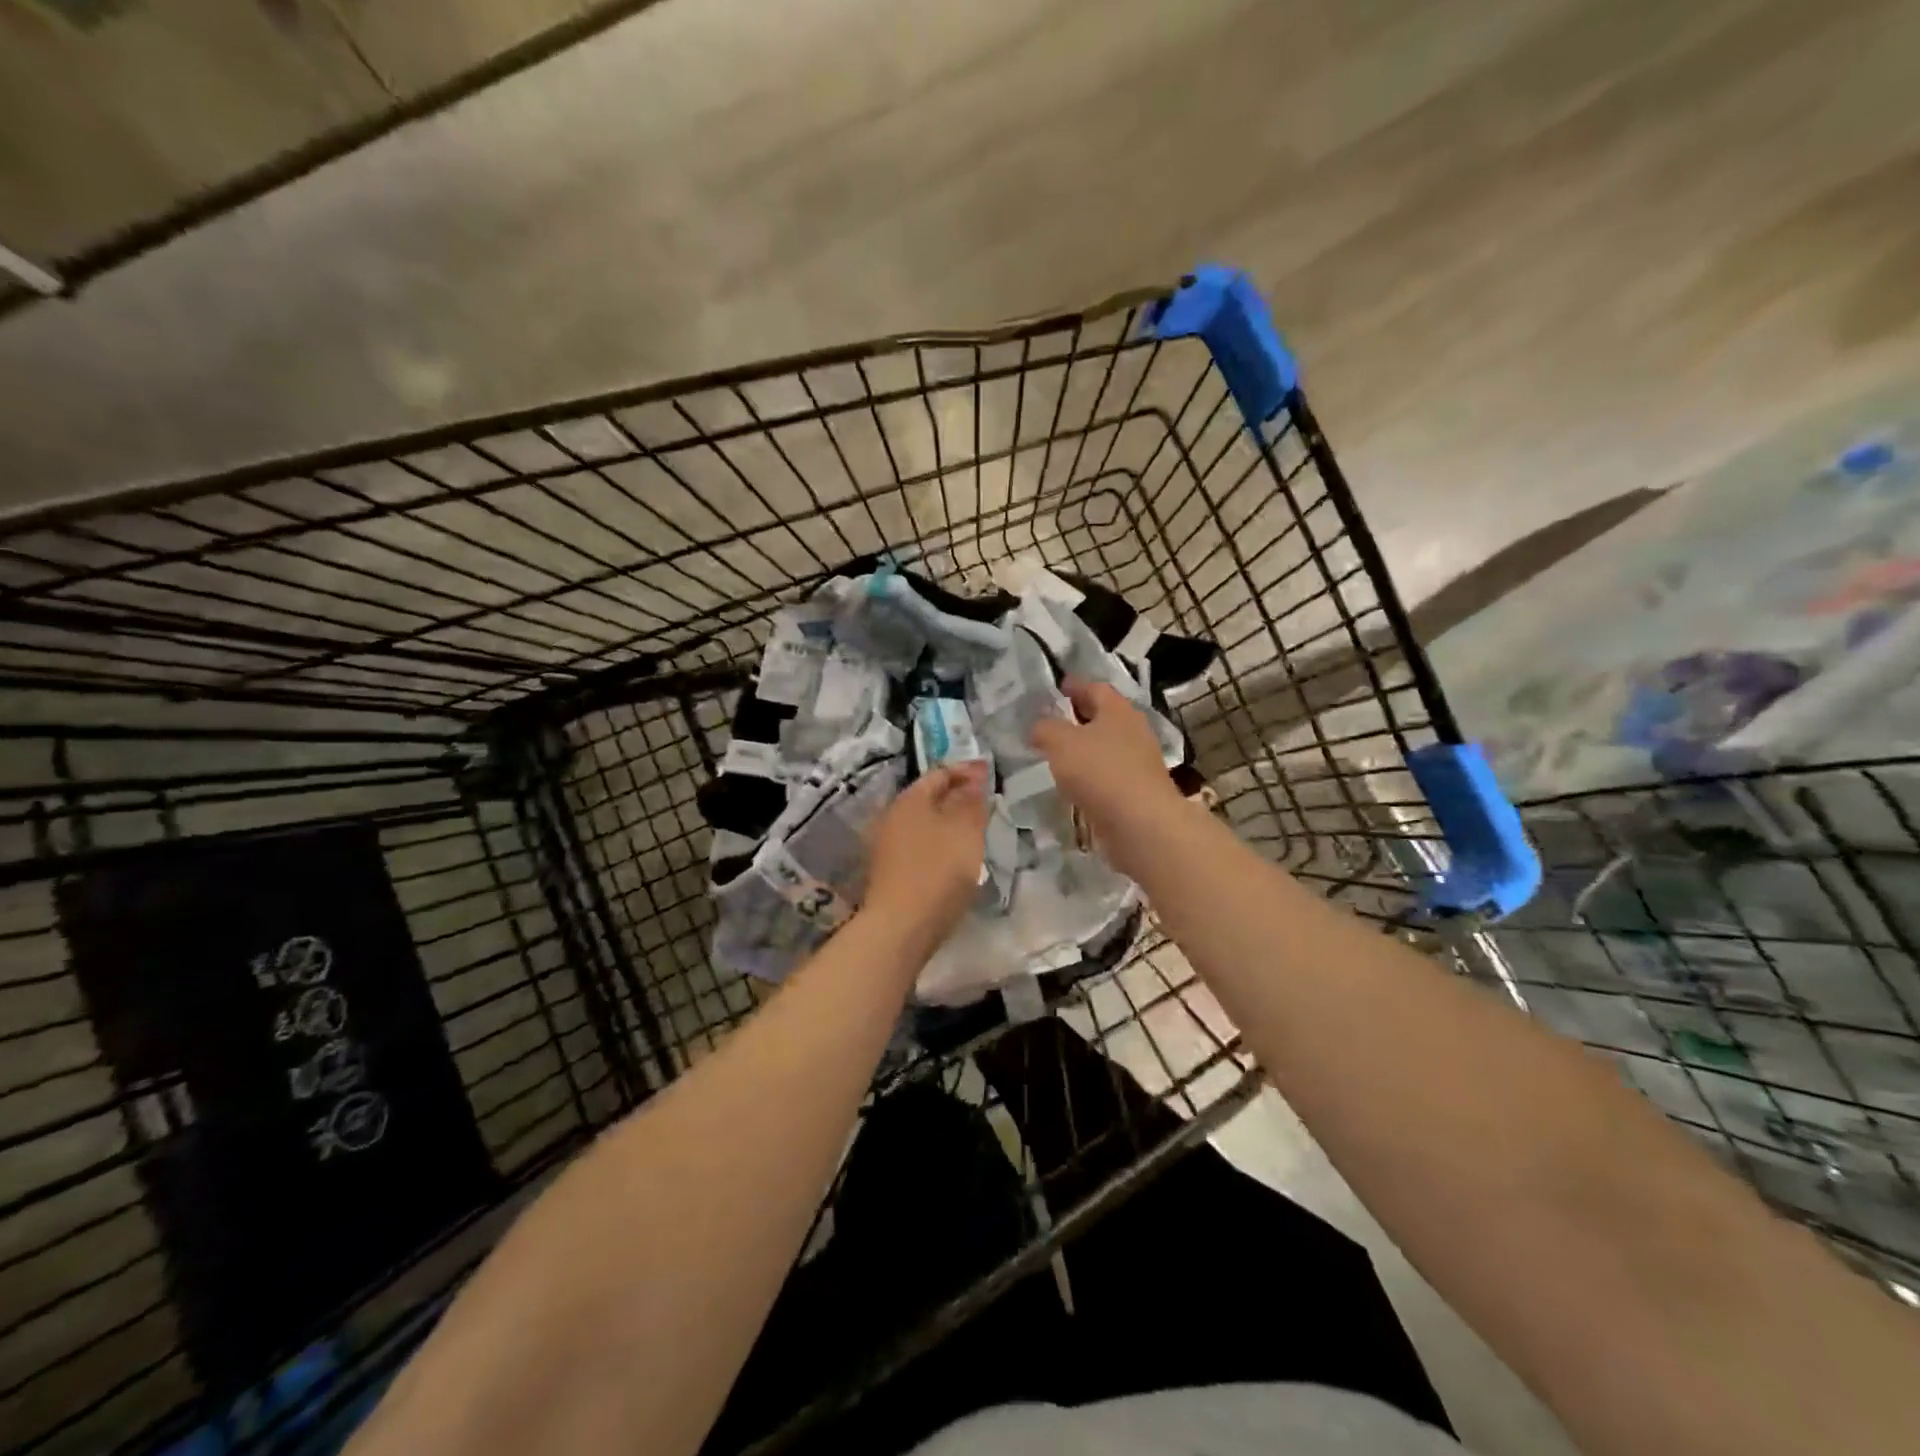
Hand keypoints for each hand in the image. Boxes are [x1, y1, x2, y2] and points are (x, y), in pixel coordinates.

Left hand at [863, 761, 989, 945]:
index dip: (965, 770)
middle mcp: (892, 816)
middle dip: (956, 795)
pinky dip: (938, 842)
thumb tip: (974, 776)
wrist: (901, 927)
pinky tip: (954, 856)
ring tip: (974, 829)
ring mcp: (886, 845)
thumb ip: (971, 800)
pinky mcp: (889, 871)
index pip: (940, 772)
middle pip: (928, 797)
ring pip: (923, 822)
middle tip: (985, 801)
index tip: (989, 773)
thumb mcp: (965, 830)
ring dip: (947, 821)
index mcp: (909, 799)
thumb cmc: (937, 870)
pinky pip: (918, 845)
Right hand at [1029, 678, 1185, 864]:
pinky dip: (1091, 775)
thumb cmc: (1101, 772)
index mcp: (1118, 710)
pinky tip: (1073, 784)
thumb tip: (1037, 727)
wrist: (1141, 824)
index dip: (1075, 685)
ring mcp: (1138, 763)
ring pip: (1106, 747)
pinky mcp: (1136, 791)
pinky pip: (1108, 775)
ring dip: (1084, 748)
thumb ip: (1045, 729)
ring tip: (1057, 754)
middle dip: (1079, 716)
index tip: (1058, 686)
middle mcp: (1133, 731)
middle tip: (1053, 720)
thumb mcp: (1061, 743)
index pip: (1095, 688)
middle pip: (1104, 717)